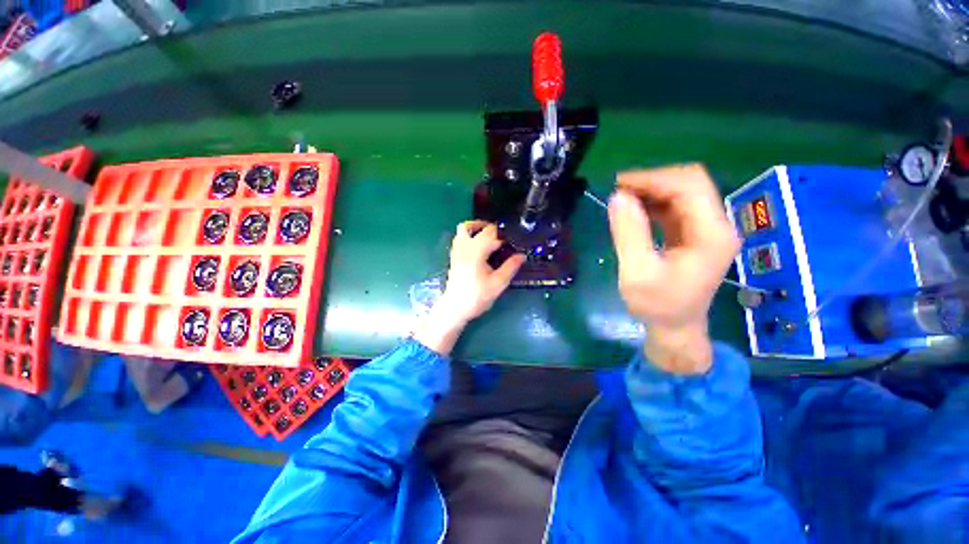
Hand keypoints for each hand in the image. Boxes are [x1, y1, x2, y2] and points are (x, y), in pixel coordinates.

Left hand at [414, 221, 524, 354]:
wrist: (455, 308)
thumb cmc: (477, 297)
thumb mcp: (498, 284)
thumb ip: (510, 267)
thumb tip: (522, 255)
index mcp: (476, 252)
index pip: (491, 233)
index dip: (504, 235)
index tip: (514, 242)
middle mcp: (465, 247)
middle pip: (477, 228)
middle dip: (492, 229)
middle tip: (504, 238)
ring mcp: (457, 250)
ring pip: (464, 228)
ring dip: (477, 228)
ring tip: (491, 236)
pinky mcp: (454, 255)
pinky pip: (460, 237)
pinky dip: (470, 235)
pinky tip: (480, 246)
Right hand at [608, 165, 739, 373]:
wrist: (676, 327)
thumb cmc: (657, 305)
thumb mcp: (637, 272)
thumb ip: (629, 233)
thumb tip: (618, 197)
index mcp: (711, 234)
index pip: (690, 186)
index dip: (654, 179)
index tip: (619, 184)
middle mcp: (717, 225)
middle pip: (690, 183)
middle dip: (652, 181)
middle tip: (619, 191)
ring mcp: (707, 229)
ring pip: (682, 192)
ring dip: (651, 190)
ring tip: (622, 198)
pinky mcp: (695, 233)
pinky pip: (676, 206)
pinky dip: (654, 202)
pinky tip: (634, 210)